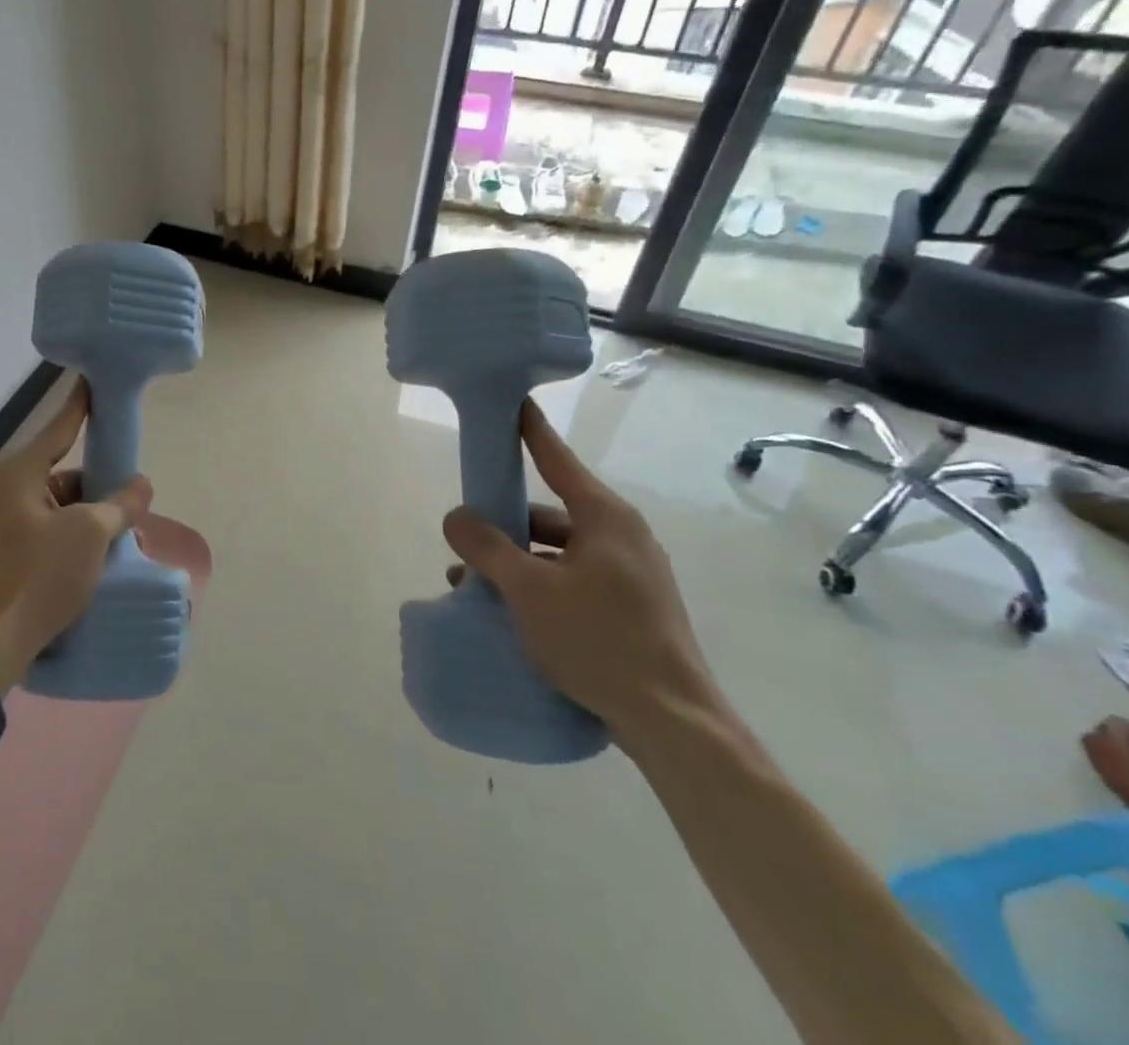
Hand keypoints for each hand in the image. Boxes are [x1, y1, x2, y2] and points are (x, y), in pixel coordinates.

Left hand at [0, 378, 152, 692]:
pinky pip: (40, 527)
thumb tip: (142, 485)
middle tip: (129, 503)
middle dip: (95, 487)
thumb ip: (119, 504)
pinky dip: (66, 534)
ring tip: (116, 538)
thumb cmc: (39, 577)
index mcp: (17, 474)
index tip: (95, 381)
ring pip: (52, 504)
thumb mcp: (90, 535)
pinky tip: (90, 556)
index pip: (59, 427)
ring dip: (84, 516)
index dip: (82, 405)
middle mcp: (1, 490)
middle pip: (59, 472)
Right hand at [440, 400, 718, 745]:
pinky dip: (540, 586)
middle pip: (550, 513)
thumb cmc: (599, 640)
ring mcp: (631, 575)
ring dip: (516, 563)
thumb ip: (487, 548)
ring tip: (473, 587)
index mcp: (605, 518)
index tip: (512, 404)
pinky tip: (509, 612)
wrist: (673, 724)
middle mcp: (622, 537)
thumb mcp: (529, 590)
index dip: (530, 431)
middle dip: (504, 525)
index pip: (556, 460)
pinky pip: (574, 581)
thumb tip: (455, 516)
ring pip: (559, 552)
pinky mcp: (632, 609)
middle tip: (465, 540)